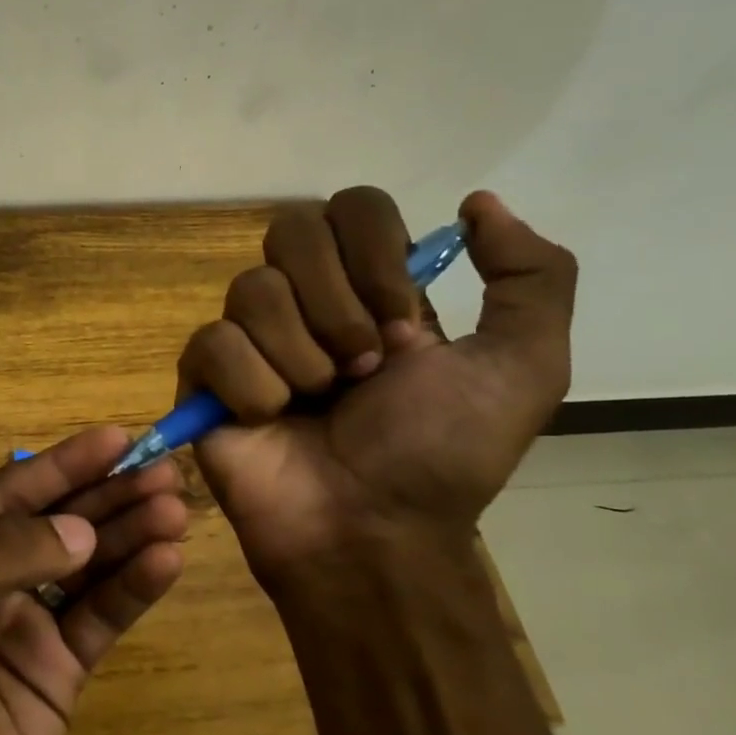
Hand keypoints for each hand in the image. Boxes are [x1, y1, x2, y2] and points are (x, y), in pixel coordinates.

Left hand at [0, 428, 187, 734]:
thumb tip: (80, 529)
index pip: (11, 493)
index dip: (65, 463)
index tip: (119, 437)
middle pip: (57, 523)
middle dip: (108, 495)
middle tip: (166, 471)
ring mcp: (24, 626)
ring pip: (87, 565)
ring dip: (130, 535)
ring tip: (176, 510)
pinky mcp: (57, 673)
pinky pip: (100, 618)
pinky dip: (133, 589)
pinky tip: (166, 564)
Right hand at [179, 187, 575, 591]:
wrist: (371, 532)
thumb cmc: (440, 454)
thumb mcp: (524, 369)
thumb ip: (531, 276)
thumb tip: (476, 202)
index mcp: (371, 287)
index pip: (353, 207)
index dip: (373, 254)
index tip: (402, 321)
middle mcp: (306, 299)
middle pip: (291, 230)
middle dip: (335, 305)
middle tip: (362, 369)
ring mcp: (250, 335)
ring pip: (251, 289)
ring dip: (300, 357)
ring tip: (318, 404)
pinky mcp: (204, 375)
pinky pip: (213, 343)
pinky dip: (252, 387)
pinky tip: (270, 420)